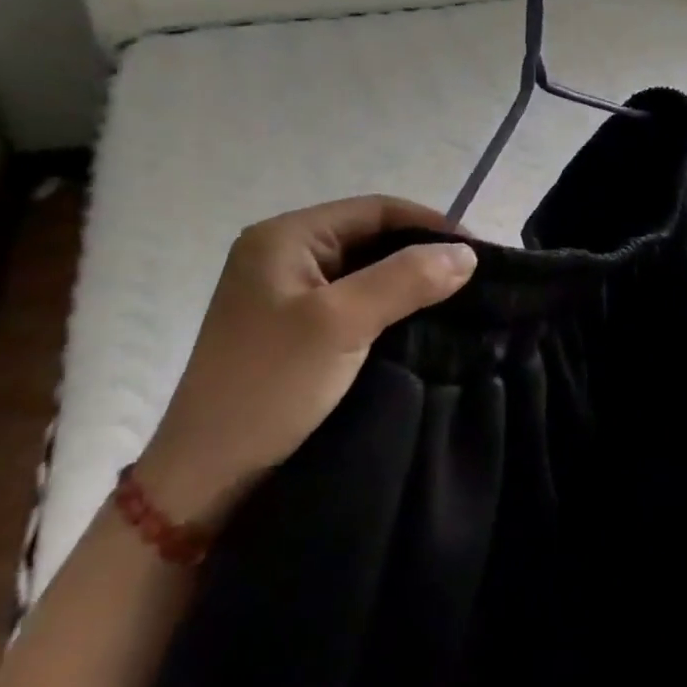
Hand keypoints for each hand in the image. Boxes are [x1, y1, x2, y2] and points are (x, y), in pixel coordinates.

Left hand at [134, 196, 476, 529]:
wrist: (207, 476)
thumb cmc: (269, 386)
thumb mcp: (341, 323)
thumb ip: (406, 279)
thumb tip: (467, 254)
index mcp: (285, 237)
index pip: (375, 210)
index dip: (431, 224)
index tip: (478, 254)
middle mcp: (282, 255)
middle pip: (370, 237)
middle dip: (422, 254)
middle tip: (473, 281)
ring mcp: (285, 293)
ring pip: (364, 271)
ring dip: (408, 283)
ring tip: (457, 302)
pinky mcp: (293, 329)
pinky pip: (353, 302)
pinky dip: (389, 308)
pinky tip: (420, 325)